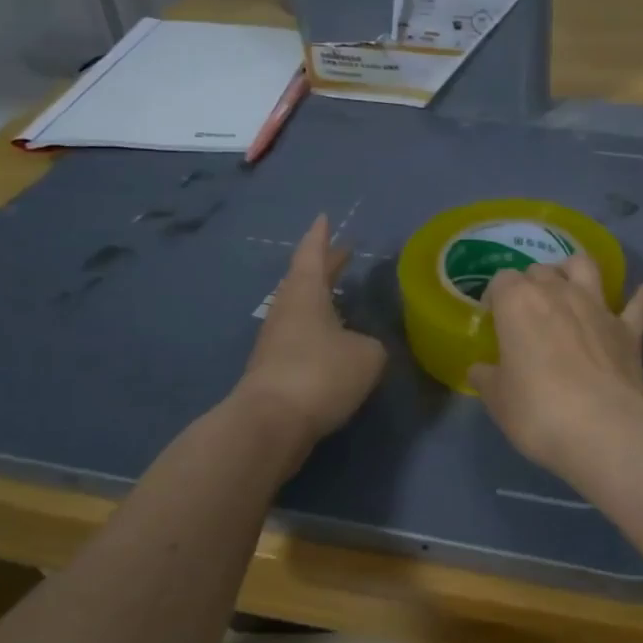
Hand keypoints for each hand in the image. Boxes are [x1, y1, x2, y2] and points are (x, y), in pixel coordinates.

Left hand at [236, 215, 386, 442]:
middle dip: (325, 266)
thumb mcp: (367, 355)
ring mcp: (276, 341)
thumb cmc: (321, 374)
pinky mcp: (274, 370)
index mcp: (306, 294)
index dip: (321, 236)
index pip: (312, 254)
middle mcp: (286, 311)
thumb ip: (371, 344)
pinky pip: (300, 339)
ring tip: (341, 297)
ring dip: (320, 300)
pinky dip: (318, 331)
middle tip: (342, 253)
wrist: (271, 424)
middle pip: (305, 280)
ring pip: (301, 310)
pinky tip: (334, 343)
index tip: (324, 217)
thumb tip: (360, 348)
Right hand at [468, 258, 642, 480]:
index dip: (496, 297)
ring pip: (586, 267)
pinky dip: (639, 298)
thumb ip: (487, 378)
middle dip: (531, 284)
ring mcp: (598, 307)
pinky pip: (637, 305)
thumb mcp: (498, 399)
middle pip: (540, 270)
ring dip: (575, 269)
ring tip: (570, 282)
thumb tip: (481, 370)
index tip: (493, 318)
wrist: (604, 428)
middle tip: (526, 311)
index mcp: (518, 303)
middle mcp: (558, 292)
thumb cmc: (538, 410)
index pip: (501, 281)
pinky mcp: (629, 330)